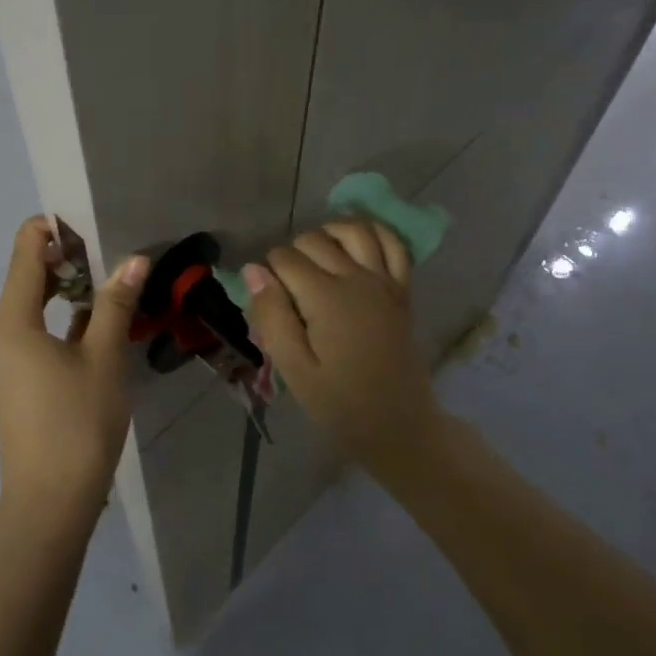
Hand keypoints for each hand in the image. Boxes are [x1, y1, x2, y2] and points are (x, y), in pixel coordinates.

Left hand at [0, 216, 147, 519]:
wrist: (50, 505)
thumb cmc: (78, 423)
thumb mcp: (104, 358)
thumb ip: (115, 304)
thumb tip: (133, 260)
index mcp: (12, 323)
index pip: (24, 253)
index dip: (51, 229)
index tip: (87, 224)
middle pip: (25, 283)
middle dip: (64, 265)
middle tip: (108, 259)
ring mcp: (0, 368)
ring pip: (30, 316)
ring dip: (64, 299)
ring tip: (107, 295)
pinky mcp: (11, 392)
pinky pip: (31, 343)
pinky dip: (58, 330)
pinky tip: (92, 339)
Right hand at [244, 220, 439, 459]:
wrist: (399, 425)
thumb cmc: (339, 403)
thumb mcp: (294, 368)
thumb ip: (272, 315)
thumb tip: (253, 269)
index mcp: (326, 298)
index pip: (285, 258)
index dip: (268, 271)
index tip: (268, 300)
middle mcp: (356, 278)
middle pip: (315, 239)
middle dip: (292, 254)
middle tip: (287, 290)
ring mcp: (384, 281)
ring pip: (355, 230)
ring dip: (329, 233)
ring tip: (315, 256)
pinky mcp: (402, 291)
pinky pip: (395, 245)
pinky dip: (375, 233)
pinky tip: (356, 243)